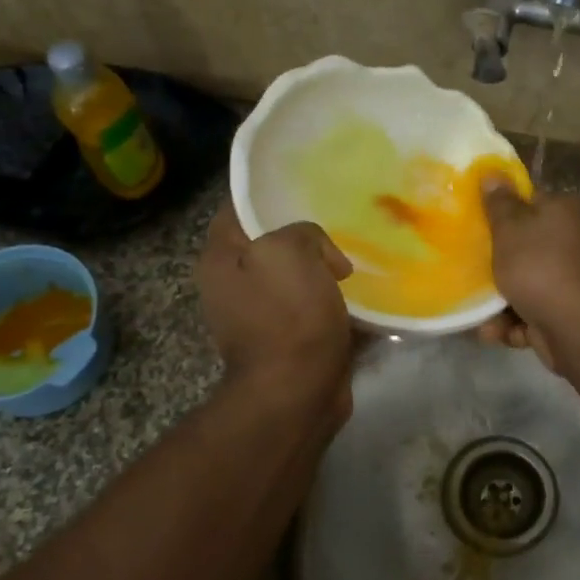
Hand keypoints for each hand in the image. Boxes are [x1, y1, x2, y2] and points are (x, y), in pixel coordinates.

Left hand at [198, 208, 353, 415]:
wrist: (297, 392)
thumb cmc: (287, 316)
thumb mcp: (291, 251)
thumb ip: (302, 232)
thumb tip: (324, 259)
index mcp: (220, 258)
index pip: (237, 207)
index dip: (268, 193)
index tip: (306, 187)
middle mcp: (232, 285)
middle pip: (269, 243)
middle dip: (304, 235)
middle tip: (340, 224)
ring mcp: (258, 315)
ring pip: (295, 276)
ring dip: (322, 270)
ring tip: (356, 259)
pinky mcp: (286, 341)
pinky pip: (311, 308)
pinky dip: (332, 302)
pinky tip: (359, 295)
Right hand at [475, 178, 579, 372]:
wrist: (574, 327)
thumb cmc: (539, 267)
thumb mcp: (510, 229)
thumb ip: (499, 204)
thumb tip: (492, 173)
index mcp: (565, 213)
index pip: (531, 202)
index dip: (502, 211)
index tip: (476, 222)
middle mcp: (573, 242)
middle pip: (526, 246)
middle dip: (498, 262)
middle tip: (469, 266)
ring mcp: (571, 280)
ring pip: (525, 284)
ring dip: (500, 300)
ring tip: (478, 312)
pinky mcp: (565, 313)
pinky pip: (531, 313)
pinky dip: (513, 323)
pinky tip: (494, 331)